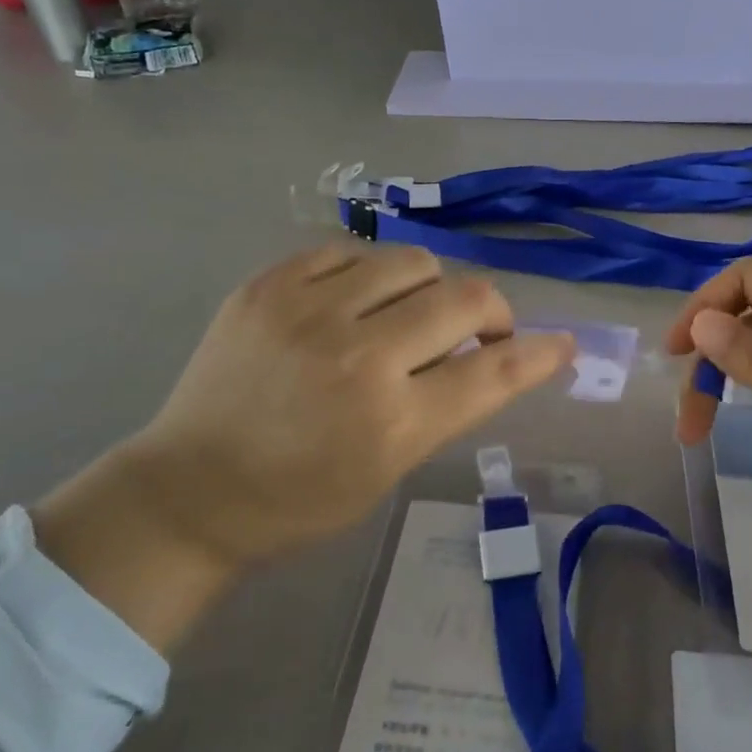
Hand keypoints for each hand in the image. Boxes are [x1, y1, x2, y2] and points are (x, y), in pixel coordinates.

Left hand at [34, 244, 575, 650]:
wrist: (190, 489)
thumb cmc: (300, 500)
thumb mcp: (389, 470)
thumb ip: (447, 406)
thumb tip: (494, 354)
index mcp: (392, 422)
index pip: (495, 372)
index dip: (540, 354)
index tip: (562, 344)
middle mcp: (358, 356)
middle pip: (466, 299)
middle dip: (491, 314)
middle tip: (480, 332)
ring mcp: (307, 311)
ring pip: (413, 261)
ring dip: (431, 288)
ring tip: (410, 314)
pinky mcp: (267, 285)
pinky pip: (349, 252)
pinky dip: (368, 276)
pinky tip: (353, 303)